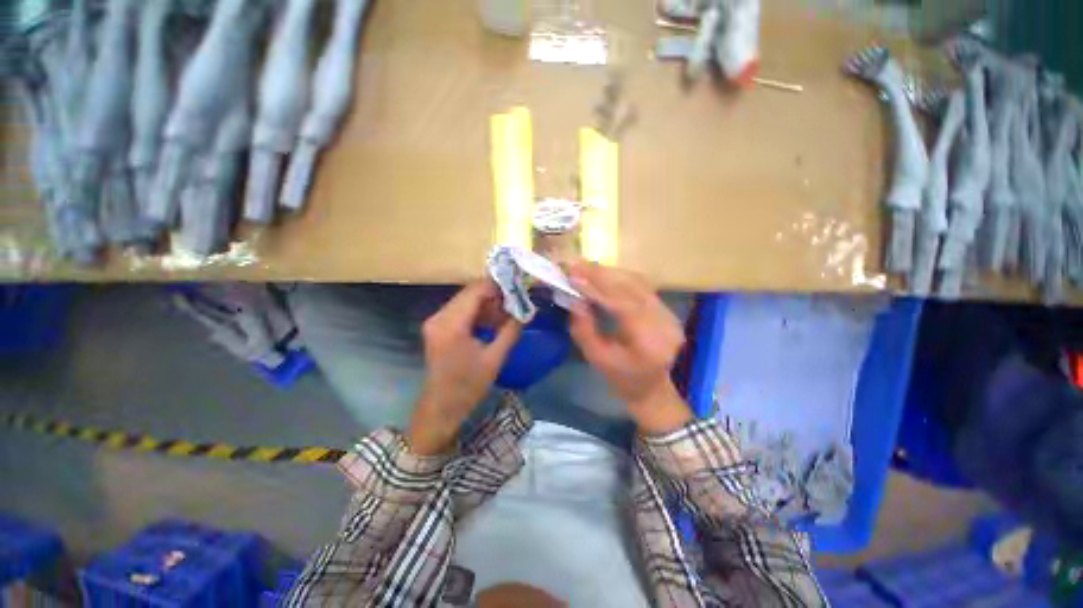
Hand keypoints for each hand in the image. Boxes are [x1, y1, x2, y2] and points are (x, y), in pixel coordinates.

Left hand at [406, 280, 521, 454]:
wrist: (441, 408)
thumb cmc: (468, 387)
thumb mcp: (495, 359)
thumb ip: (510, 331)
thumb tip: (524, 311)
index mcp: (451, 324)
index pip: (476, 291)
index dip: (498, 285)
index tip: (518, 287)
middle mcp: (439, 317)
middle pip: (470, 293)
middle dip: (495, 294)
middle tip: (516, 300)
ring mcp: (436, 321)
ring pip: (466, 300)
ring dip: (487, 304)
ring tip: (509, 312)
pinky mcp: (438, 327)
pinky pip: (461, 311)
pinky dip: (479, 312)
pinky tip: (494, 321)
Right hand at [568, 262, 691, 433]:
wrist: (651, 388)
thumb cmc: (622, 379)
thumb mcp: (597, 359)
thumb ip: (584, 330)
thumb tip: (575, 300)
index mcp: (649, 343)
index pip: (624, 305)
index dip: (598, 288)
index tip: (575, 276)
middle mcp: (665, 324)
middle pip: (633, 288)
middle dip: (603, 274)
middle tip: (577, 265)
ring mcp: (669, 314)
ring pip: (638, 282)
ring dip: (610, 273)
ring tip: (586, 267)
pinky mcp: (665, 309)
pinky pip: (641, 286)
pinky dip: (620, 277)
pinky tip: (603, 275)